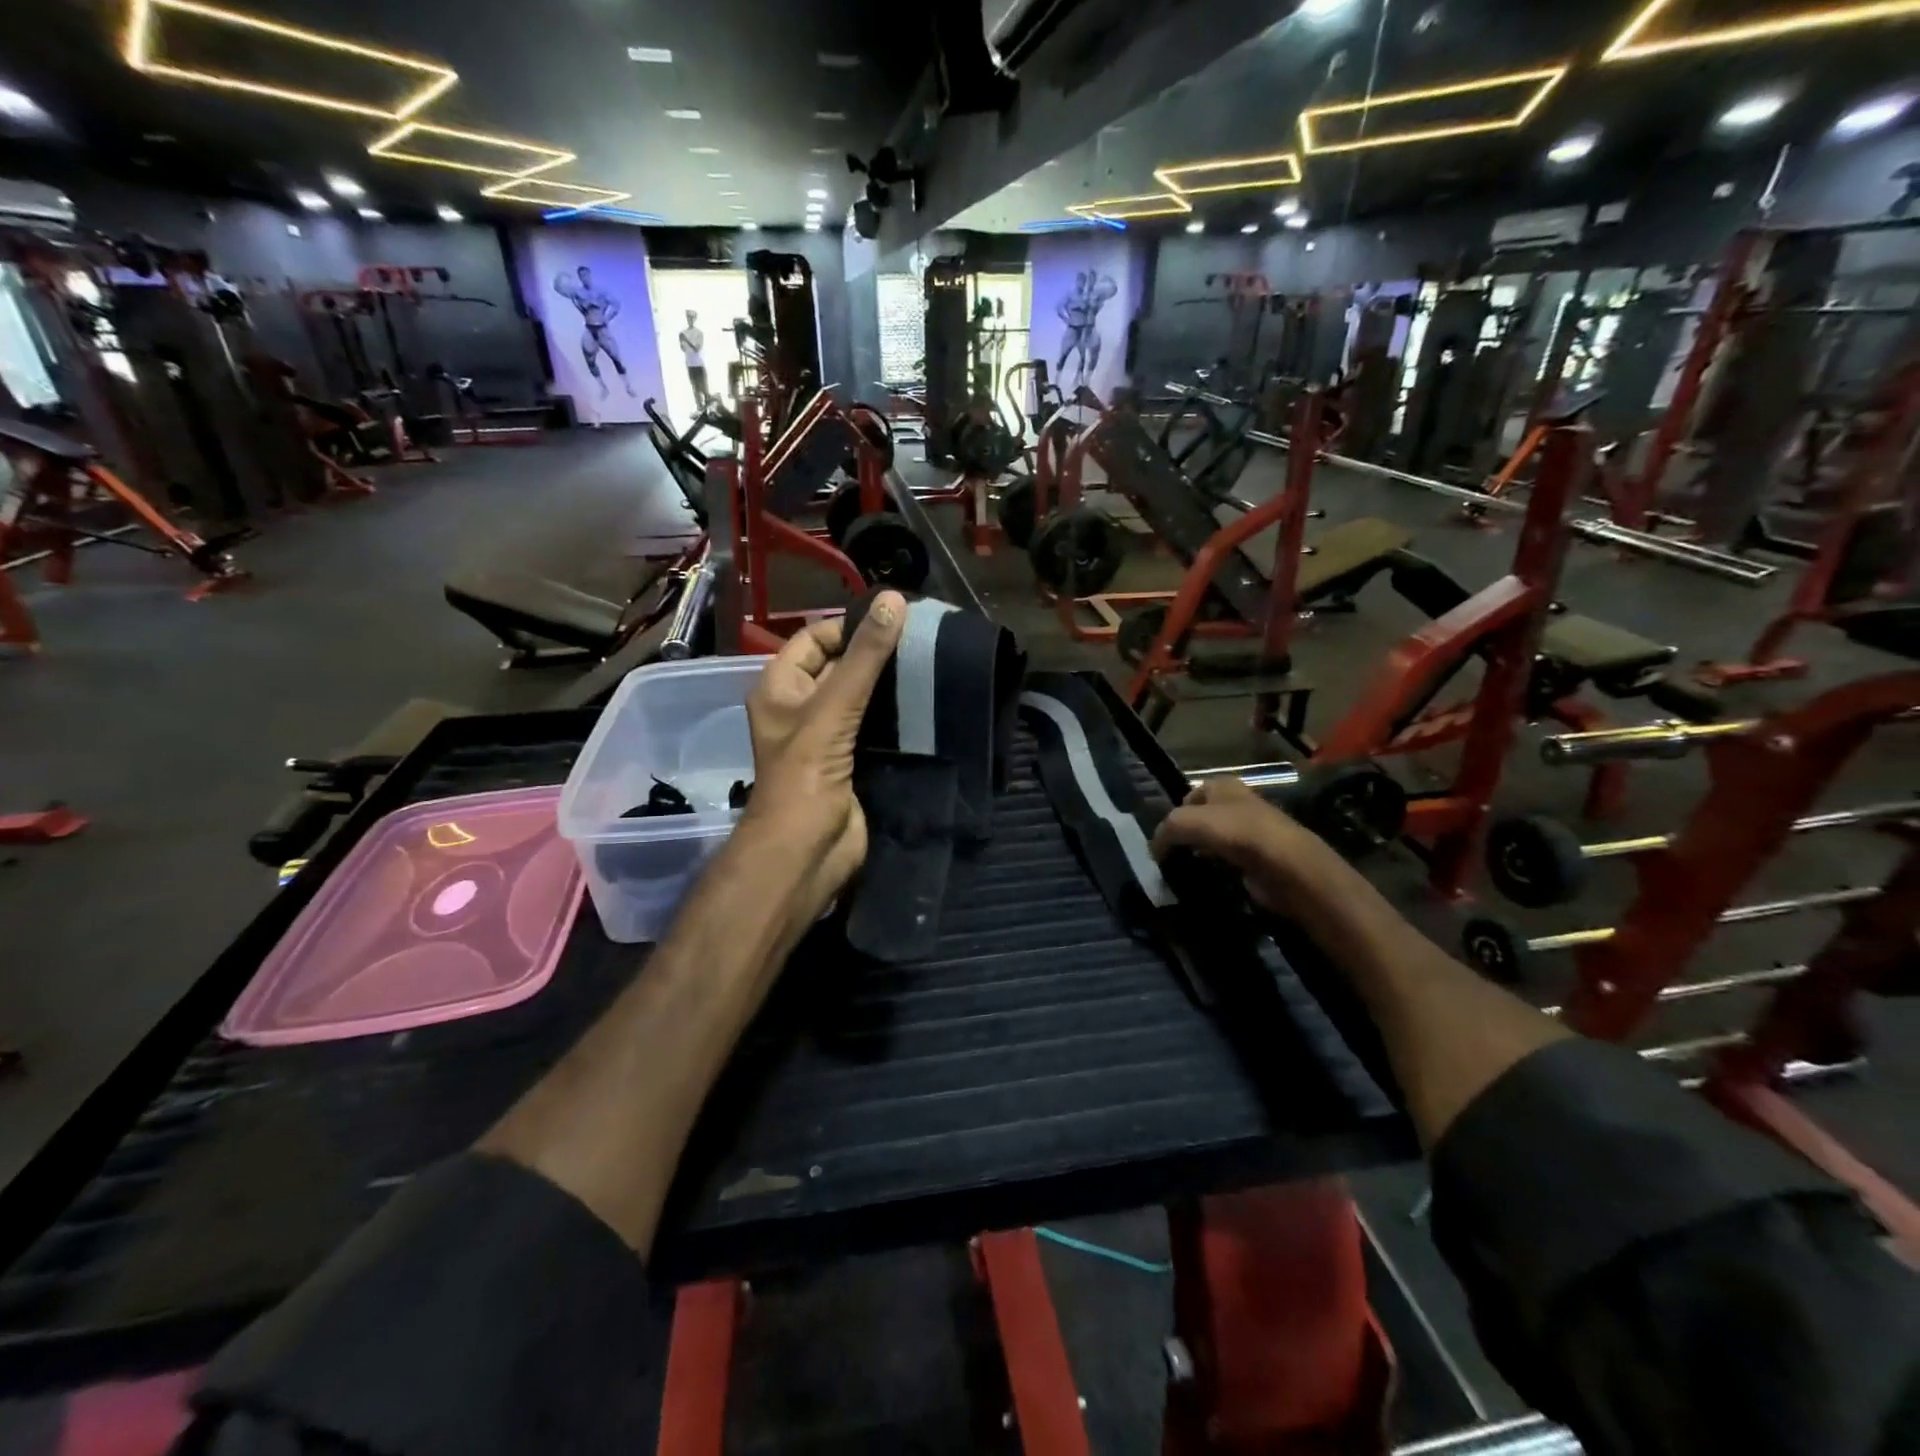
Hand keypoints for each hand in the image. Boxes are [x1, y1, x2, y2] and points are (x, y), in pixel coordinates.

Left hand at [739, 593, 905, 927]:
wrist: (808, 852)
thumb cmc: (806, 776)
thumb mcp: (834, 708)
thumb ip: (865, 657)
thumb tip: (894, 600)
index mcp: (781, 687)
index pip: (816, 638)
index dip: (850, 625)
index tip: (897, 618)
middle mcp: (801, 707)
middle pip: (840, 665)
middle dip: (875, 653)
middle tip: (924, 638)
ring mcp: (827, 735)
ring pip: (861, 697)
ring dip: (890, 685)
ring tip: (932, 663)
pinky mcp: (851, 759)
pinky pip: (875, 725)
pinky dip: (896, 714)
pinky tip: (927, 701)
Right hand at [1151, 777, 1353, 918]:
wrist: (1285, 865)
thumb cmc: (1235, 832)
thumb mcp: (1186, 822)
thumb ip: (1165, 830)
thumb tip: (1153, 850)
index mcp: (1223, 785)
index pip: (1190, 793)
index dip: (1175, 812)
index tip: (1164, 837)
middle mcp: (1238, 804)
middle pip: (1202, 818)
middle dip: (1187, 835)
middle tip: (1170, 856)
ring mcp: (1251, 832)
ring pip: (1215, 841)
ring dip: (1200, 854)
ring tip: (1184, 871)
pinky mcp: (1259, 859)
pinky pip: (1228, 862)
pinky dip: (1217, 871)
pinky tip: (1208, 881)